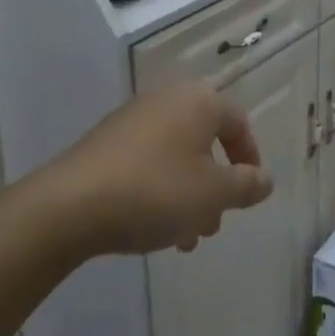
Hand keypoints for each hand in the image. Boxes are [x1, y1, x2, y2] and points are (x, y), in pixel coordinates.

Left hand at [51, 84, 274, 256]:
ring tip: (183, 237)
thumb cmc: (155, 192)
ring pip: (176, 155)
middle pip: (205, 141)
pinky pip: (147, 160)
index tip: (249, 193)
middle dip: (215, 184)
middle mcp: (169, 98)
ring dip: (188, 193)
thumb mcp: (213, 195)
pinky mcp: (105, 140)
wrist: (68, 206)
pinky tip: (151, 227)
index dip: (249, 159)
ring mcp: (134, 118)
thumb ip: (246, 186)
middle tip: (213, 222)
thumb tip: (265, 179)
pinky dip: (159, 188)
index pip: (238, 123)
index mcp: (200, 101)